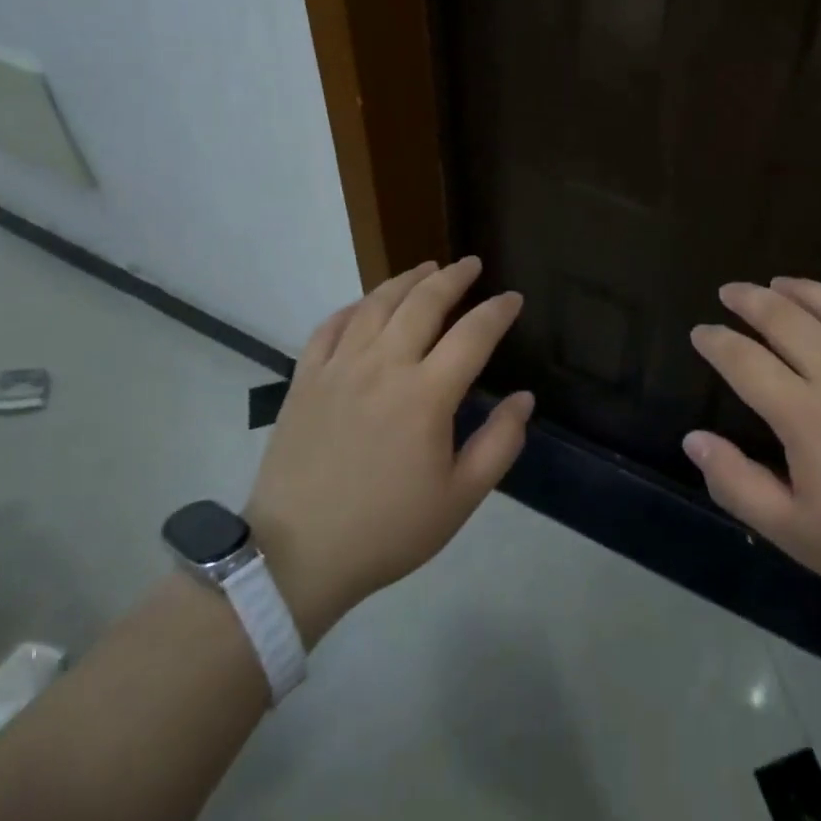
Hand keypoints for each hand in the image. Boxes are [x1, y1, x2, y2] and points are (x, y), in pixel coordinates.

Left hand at [244, 257, 530, 646]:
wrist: (296, 556)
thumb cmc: (387, 530)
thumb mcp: (459, 499)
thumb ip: (499, 444)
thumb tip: (525, 399)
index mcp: (426, 395)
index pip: (472, 334)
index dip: (497, 311)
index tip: (513, 298)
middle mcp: (383, 366)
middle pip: (423, 302)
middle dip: (453, 277)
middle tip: (470, 264)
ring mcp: (339, 367)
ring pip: (376, 303)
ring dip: (406, 280)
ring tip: (426, 268)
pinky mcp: (305, 379)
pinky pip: (331, 326)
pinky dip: (354, 306)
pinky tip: (367, 303)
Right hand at [685, 277, 820, 633]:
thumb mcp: (795, 534)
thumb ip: (737, 484)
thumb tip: (694, 440)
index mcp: (805, 415)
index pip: (744, 361)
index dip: (715, 342)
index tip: (699, 333)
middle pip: (785, 317)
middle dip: (749, 299)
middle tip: (730, 291)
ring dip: (800, 288)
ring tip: (779, 283)